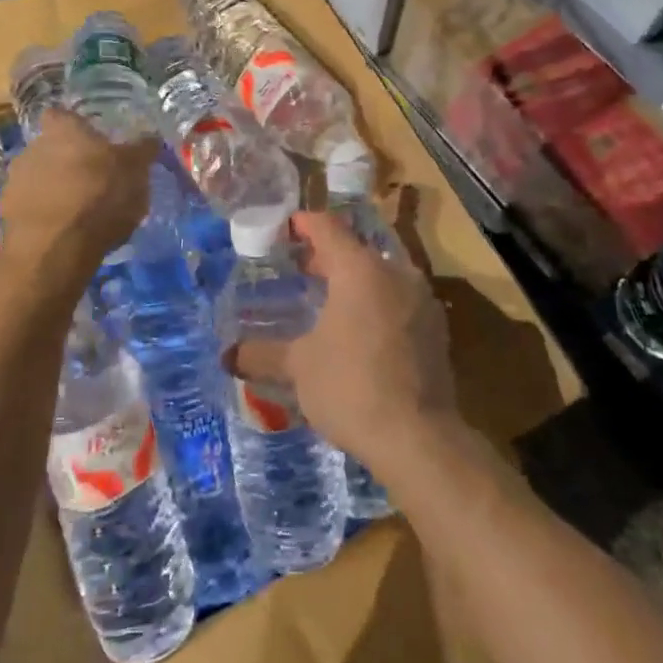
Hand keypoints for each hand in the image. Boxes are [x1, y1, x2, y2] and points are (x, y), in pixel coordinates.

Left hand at [0, 109, 155, 288]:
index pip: (62, 115)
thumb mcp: (136, 172)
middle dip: (68, 160)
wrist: (56, 248)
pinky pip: (30, 206)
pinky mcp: (8, 212)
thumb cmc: (100, 197)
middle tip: (93, 179)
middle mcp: (32, 147)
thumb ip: (143, 150)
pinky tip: (63, 230)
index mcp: (63, 130)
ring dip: (55, 187)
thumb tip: (151, 137)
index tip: (92, 141)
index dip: (76, 127)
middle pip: (50, 146)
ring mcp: (15, 180)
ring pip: (38, 176)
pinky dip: (44, 213)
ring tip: (79, 210)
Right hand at [229, 210, 453, 467]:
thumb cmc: (350, 387)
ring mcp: (422, 300)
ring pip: (380, 275)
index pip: (327, 227)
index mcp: (360, 269)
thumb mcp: (298, 368)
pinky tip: (358, 331)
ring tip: (325, 302)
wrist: (418, 438)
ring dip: (352, 282)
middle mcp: (396, 273)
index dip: (302, 224)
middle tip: (298, 269)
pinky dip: (375, 304)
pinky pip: (398, 301)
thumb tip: (227, 356)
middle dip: (326, 257)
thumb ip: (261, 354)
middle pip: (356, 250)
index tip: (283, 230)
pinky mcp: (436, 329)